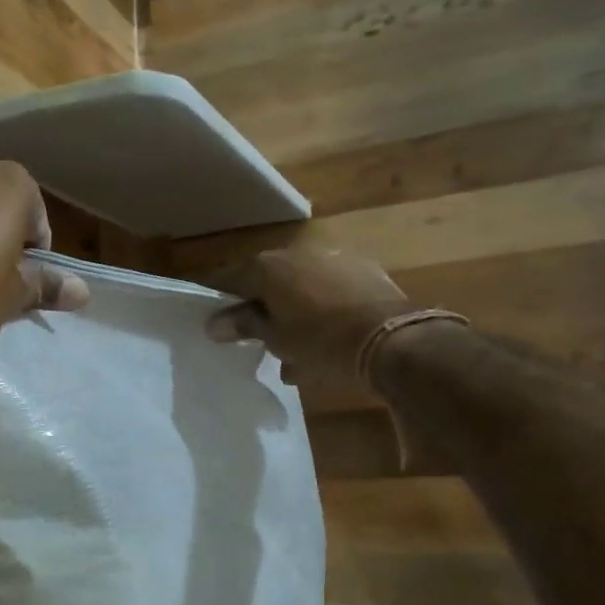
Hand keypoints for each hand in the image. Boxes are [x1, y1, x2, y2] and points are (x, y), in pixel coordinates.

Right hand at [207, 245, 411, 390]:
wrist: (391, 339)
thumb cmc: (320, 340)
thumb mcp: (275, 338)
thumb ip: (243, 325)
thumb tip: (213, 323)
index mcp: (268, 266)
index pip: (231, 279)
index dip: (222, 301)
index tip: (217, 322)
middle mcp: (298, 253)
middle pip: (269, 281)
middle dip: (264, 309)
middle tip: (262, 341)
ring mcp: (334, 258)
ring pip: (303, 287)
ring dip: (296, 312)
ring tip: (298, 352)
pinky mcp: (365, 270)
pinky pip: (332, 290)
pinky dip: (325, 309)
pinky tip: (330, 340)